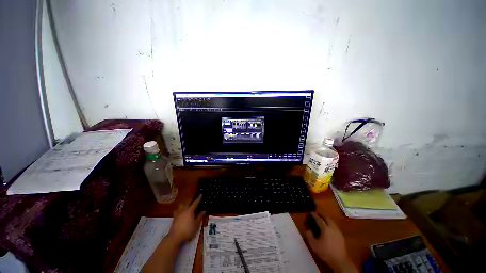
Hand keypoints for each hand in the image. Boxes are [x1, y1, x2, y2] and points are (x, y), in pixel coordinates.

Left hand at [168, 195, 205, 243]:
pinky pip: (177, 210)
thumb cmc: (187, 230)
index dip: (198, 199)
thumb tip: (204, 211)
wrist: (175, 237)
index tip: (201, 195)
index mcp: (190, 210)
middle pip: (187, 202)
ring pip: (181, 205)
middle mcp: (184, 209)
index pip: (195, 203)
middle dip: (191, 200)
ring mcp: (178, 213)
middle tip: (194, 199)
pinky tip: (181, 211)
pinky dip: (180, 209)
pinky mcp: (174, 217)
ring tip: (187, 204)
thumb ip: (200, 217)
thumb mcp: (196, 224)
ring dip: (185, 203)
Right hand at [305, 212, 356, 272]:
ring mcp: (338, 231)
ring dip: (326, 219)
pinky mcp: (341, 236)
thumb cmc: (325, 252)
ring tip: (322, 220)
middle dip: (322, 215)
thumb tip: (308, 229)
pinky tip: (328, 228)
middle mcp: (332, 227)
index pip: (319, 219)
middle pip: (327, 218)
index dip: (314, 215)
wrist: (340, 261)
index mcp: (325, 228)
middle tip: (317, 214)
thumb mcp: (314, 245)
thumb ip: (309, 236)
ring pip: (332, 222)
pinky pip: (334, 226)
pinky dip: (330, 224)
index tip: (311, 213)